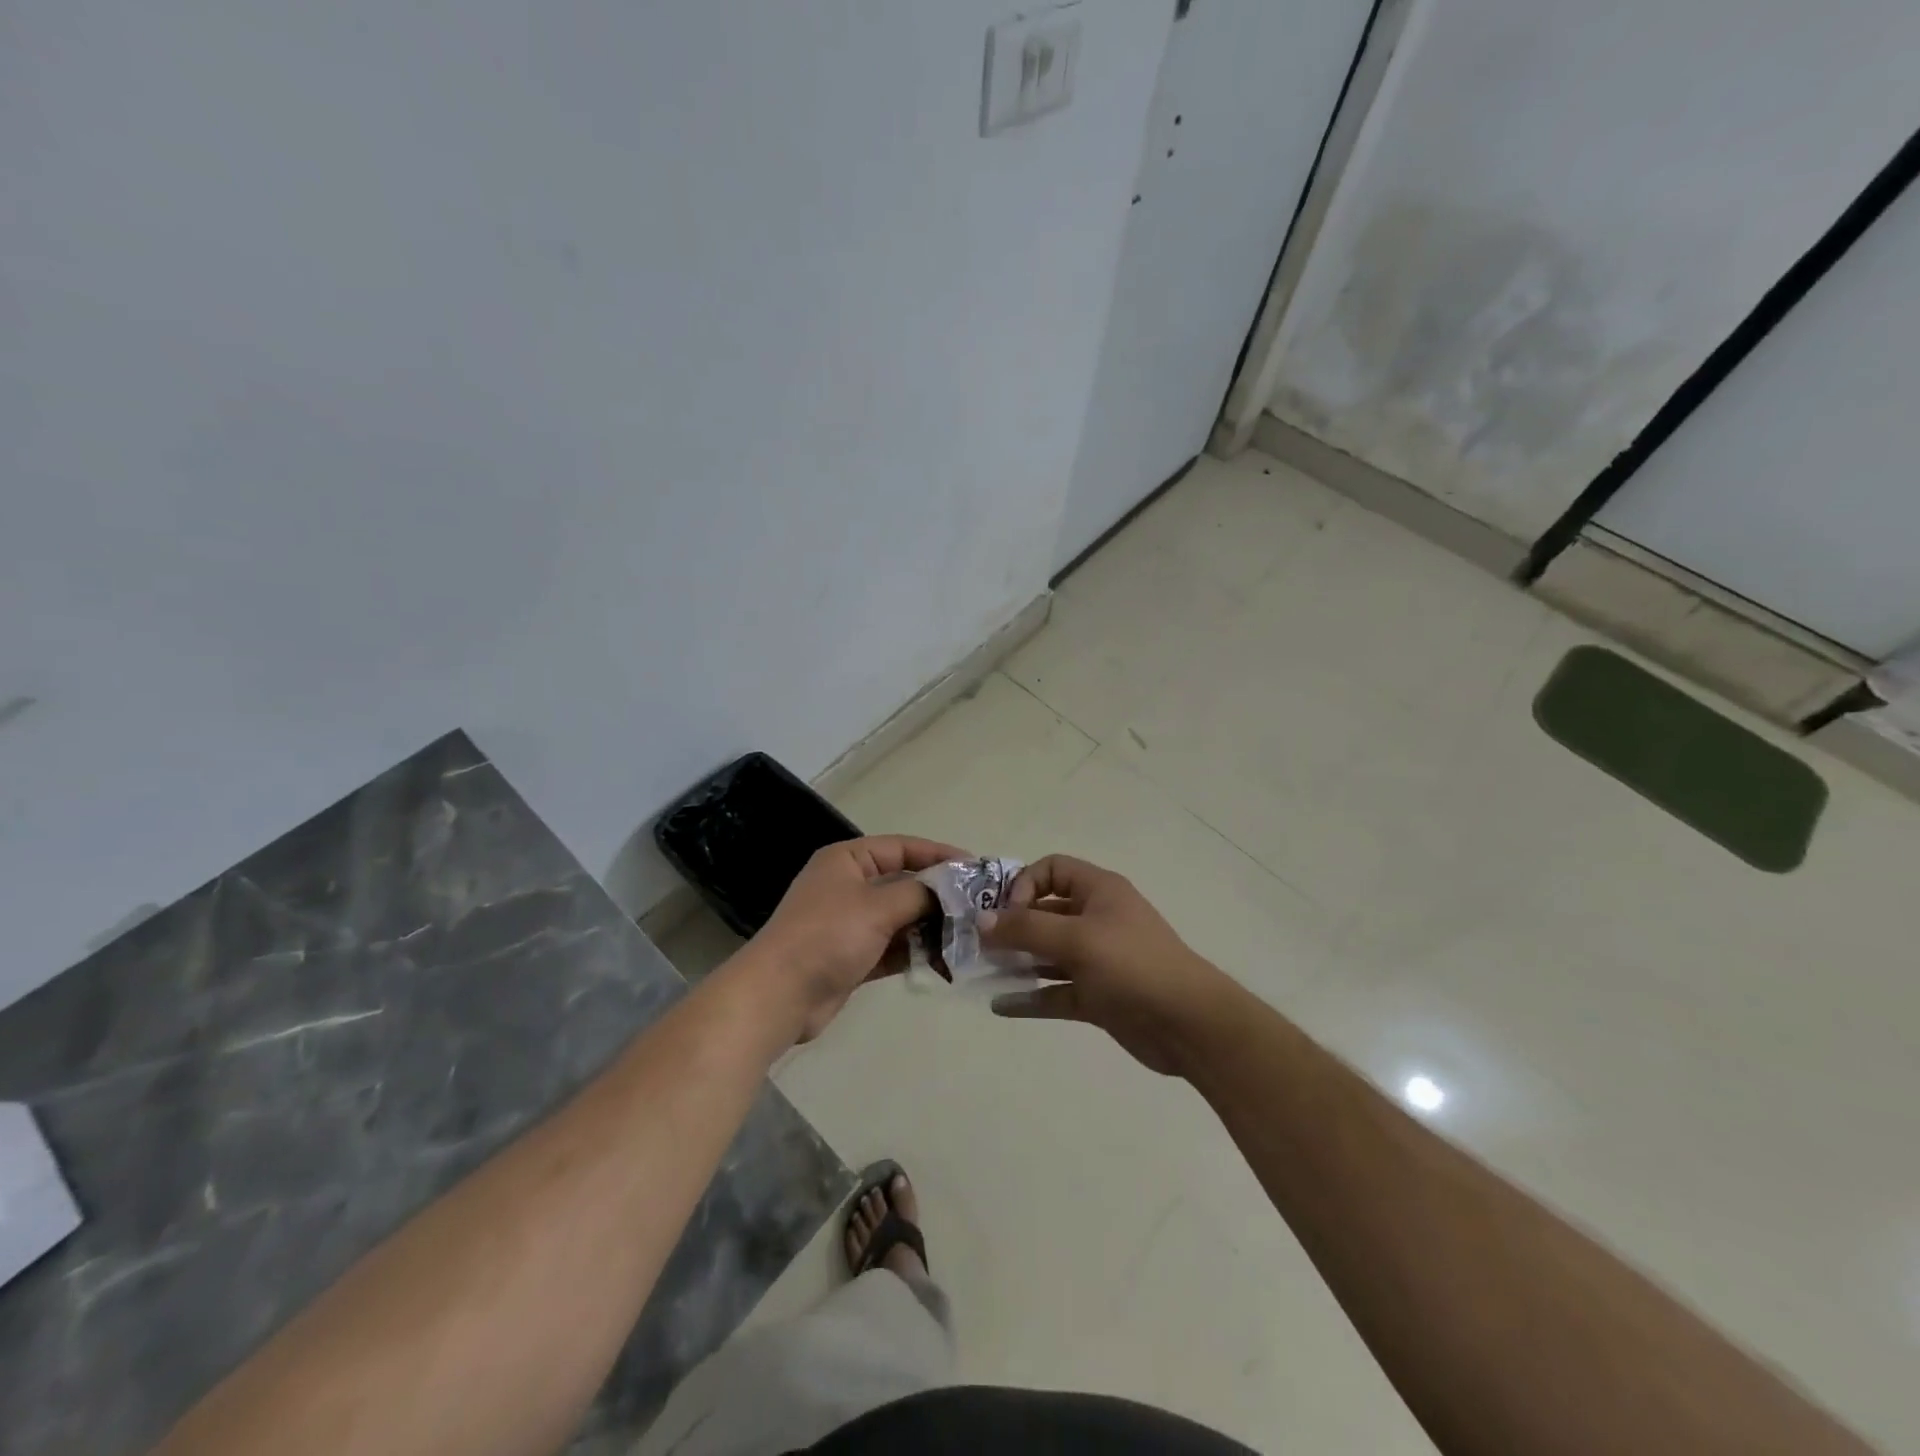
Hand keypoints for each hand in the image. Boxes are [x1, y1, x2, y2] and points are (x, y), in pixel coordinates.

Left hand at [745, 835, 965, 1041]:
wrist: (779, 995)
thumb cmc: (828, 936)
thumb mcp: (877, 906)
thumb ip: (919, 894)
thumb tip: (950, 891)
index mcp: (848, 860)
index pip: (902, 847)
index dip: (939, 854)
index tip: (975, 868)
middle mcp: (848, 885)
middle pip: (903, 882)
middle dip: (939, 895)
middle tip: (978, 905)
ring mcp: (849, 922)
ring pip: (900, 917)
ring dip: (930, 925)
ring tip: (969, 934)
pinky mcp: (852, 955)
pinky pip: (892, 946)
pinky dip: (914, 950)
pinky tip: (944, 958)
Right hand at [981, 854, 1235, 1075]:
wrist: (1190, 1025)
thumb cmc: (1133, 966)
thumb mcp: (1077, 939)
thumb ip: (1026, 929)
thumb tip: (981, 921)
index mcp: (1099, 891)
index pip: (1052, 869)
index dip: (1024, 884)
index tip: (1007, 913)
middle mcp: (1096, 919)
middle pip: (1046, 912)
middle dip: (1012, 925)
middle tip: (979, 944)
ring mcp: (1097, 959)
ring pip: (1048, 953)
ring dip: (1018, 960)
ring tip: (983, 971)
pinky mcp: (1098, 996)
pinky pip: (1056, 991)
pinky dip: (1030, 997)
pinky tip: (1000, 1005)